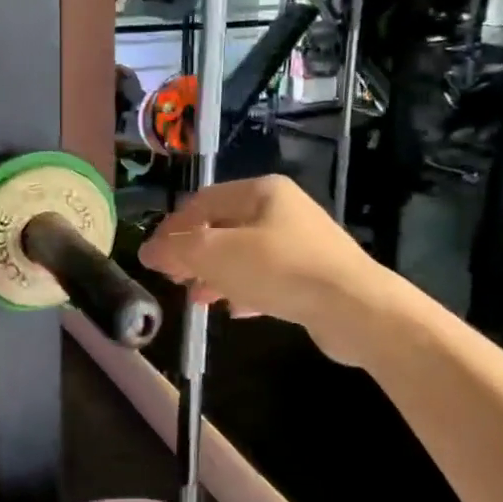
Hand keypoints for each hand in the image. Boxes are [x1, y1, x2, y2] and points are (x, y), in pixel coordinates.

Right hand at [138, 176, 400, 366]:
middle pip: (224, 227)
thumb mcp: (218, 255)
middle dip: (194, 253)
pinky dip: (246, 289)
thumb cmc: (280, 269)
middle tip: (173, 278)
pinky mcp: (313, 275)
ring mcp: (301, 243)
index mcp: (261, 192)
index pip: (203, 201)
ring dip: (217, 275)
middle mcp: (282, 210)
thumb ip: (178, 250)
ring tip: (197, 298)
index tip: (153, 256)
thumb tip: (147, 250)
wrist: (355, 309)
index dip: (173, 227)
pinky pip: (268, 277)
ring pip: (245, 254)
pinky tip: (235, 309)